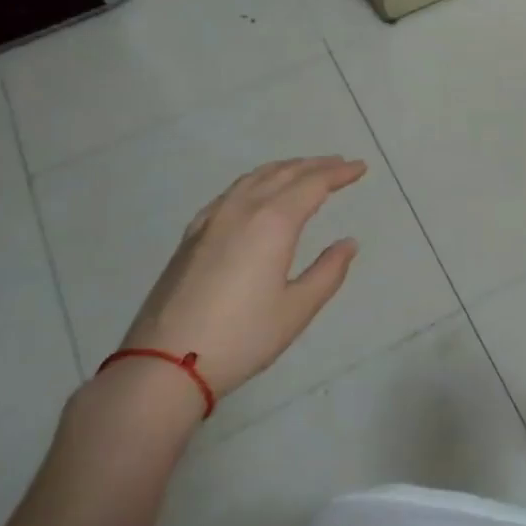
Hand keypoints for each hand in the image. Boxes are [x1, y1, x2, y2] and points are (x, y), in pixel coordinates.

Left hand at [118, 157, 366, 399]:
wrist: (165, 363)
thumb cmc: (241, 337)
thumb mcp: (296, 309)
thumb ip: (328, 272)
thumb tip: (349, 243)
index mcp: (273, 223)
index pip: (313, 184)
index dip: (339, 173)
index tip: (360, 167)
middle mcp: (242, 209)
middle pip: (284, 173)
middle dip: (315, 165)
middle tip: (339, 163)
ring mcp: (212, 219)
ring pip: (254, 178)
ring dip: (285, 169)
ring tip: (304, 170)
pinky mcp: (192, 235)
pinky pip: (231, 192)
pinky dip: (255, 182)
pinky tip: (256, 193)